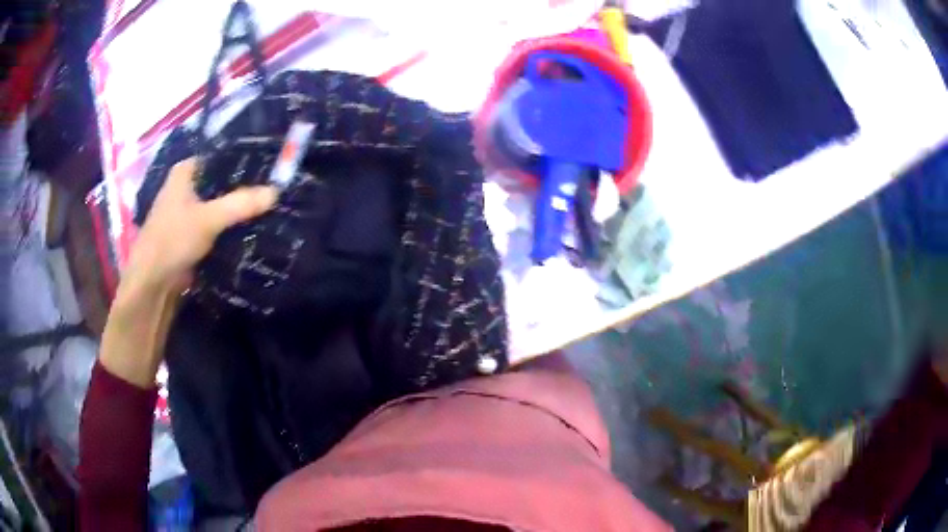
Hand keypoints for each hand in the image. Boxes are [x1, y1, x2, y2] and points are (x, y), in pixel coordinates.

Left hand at [121, 157, 277, 296]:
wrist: (153, 284)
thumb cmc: (173, 239)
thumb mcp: (208, 218)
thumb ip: (241, 203)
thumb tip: (276, 191)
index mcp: (185, 172)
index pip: (220, 157)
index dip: (243, 159)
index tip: (269, 165)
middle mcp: (186, 188)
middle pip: (221, 182)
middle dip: (244, 187)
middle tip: (274, 186)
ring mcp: (188, 213)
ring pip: (219, 205)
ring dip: (238, 209)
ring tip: (269, 206)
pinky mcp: (192, 236)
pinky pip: (217, 226)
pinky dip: (231, 228)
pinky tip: (252, 229)